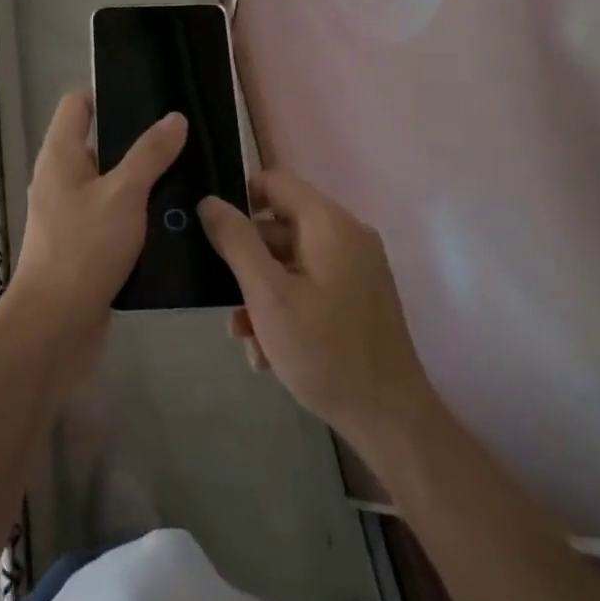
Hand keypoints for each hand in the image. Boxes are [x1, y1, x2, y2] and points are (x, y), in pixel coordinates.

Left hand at [6, 92, 186, 380]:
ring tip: (188, 176)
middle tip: (183, 140)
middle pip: (100, 143)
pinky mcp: (84, 245)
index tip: (151, 99)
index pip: (77, 105)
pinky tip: (173, 220)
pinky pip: (114, 217)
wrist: (55, 326)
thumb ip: (150, 154)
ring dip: (143, 182)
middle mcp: (61, 179)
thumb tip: (174, 118)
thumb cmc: (84, 248)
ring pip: (111, 184)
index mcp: (60, 155)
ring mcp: (71, 214)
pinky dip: (138, 215)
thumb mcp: (124, 194)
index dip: (108, 95)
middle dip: (138, 141)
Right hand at [199, 170, 439, 454]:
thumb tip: (209, 201)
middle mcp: (347, 234)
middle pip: (280, 226)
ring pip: (291, 261)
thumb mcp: (267, 295)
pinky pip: (311, 283)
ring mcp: (357, 266)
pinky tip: (270, 350)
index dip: (239, 200)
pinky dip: (286, 306)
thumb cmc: (324, 351)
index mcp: (329, 223)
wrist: (390, 419)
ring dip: (262, 293)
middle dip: (248, 263)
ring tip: (247, 338)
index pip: (274, 181)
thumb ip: (236, 242)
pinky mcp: (359, 294)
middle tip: (228, 303)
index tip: (215, 236)